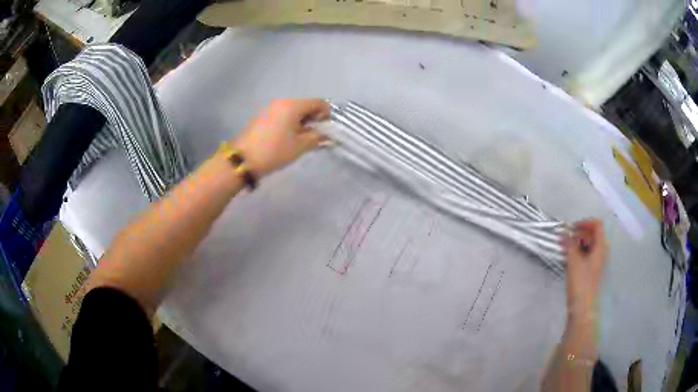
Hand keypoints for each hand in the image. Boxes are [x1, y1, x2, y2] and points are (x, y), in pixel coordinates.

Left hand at [233, 99, 329, 176]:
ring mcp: (270, 108)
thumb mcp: (300, 146)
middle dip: (314, 118)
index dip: (327, 115)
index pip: (318, 102)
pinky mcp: (262, 116)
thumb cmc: (275, 151)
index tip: (326, 130)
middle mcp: (282, 102)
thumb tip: (325, 134)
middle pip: (305, 105)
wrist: (242, 160)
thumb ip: (317, 137)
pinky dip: (289, 123)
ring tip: (300, 139)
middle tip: (314, 136)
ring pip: (293, 110)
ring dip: (301, 121)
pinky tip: (286, 138)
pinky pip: (282, 114)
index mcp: (293, 105)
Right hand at [562, 220, 607, 318]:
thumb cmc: (581, 282)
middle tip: (565, 238)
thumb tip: (564, 232)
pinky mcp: (591, 270)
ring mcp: (597, 261)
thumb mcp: (574, 261)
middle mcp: (601, 251)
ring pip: (589, 244)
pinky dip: (578, 252)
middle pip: (593, 234)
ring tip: (564, 248)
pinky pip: (586, 254)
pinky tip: (568, 258)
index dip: (584, 222)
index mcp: (601, 246)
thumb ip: (569, 244)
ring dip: (577, 243)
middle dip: (579, 233)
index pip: (597, 225)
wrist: (582, 307)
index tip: (571, 227)